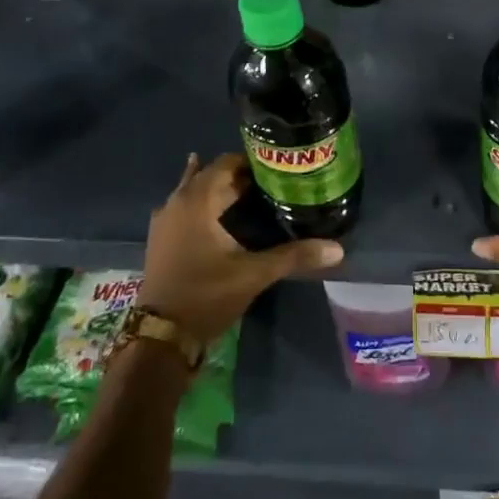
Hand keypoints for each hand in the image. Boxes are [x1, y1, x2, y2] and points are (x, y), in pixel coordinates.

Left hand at [141, 152, 343, 343]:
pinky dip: (204, 204)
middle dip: (241, 176)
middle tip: (273, 182)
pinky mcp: (162, 238)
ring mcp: (165, 220)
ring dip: (221, 189)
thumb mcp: (253, 274)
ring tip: (252, 193)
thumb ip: (293, 256)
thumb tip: (337, 248)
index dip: (252, 162)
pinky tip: (220, 211)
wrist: (161, 337)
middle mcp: (177, 202)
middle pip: (212, 175)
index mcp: (197, 200)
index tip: (278, 168)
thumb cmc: (206, 296)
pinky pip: (185, 207)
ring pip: (196, 190)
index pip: (226, 163)